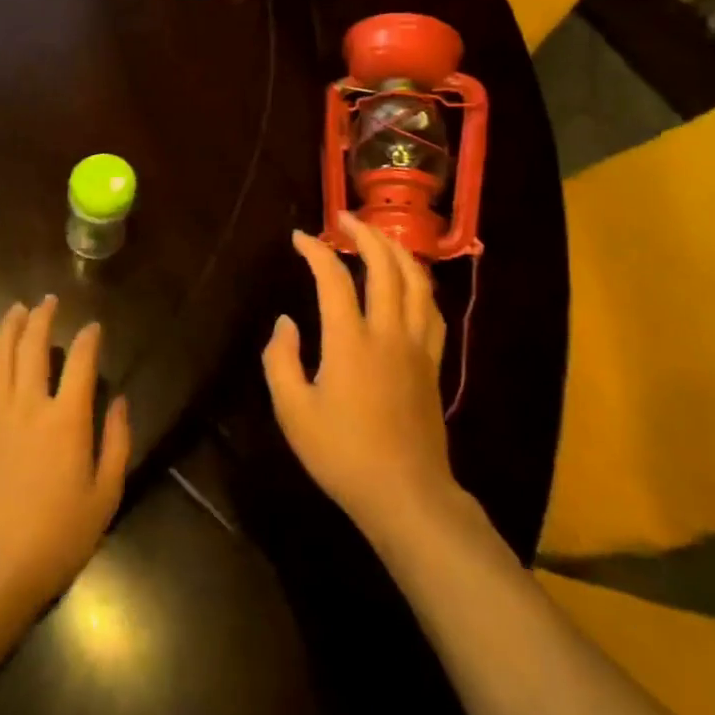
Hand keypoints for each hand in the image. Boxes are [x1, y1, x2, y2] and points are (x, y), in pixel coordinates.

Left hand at [0, 296, 129, 631]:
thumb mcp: (104, 498)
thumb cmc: (55, 540)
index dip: (89, 339)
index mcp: (66, 419)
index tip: (93, 327)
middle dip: (43, 318)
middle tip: (49, 301)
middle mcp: (29, 406)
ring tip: (16, 309)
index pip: (81, 362)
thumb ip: (117, 444)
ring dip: (8, 329)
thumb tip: (120, 401)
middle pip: (34, 347)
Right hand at [263, 212, 456, 543]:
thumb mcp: (294, 413)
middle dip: (365, 234)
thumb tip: (285, 322)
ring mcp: (416, 346)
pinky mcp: (433, 362)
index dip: (316, 250)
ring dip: (396, 250)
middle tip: (345, 219)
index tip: (300, 237)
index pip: (334, 278)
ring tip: (378, 236)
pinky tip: (409, 280)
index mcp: (350, 341)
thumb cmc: (344, 456)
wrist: (407, 496)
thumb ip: (281, 361)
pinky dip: (419, 283)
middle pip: (385, 266)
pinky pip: (432, 309)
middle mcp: (388, 332)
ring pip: (416, 281)